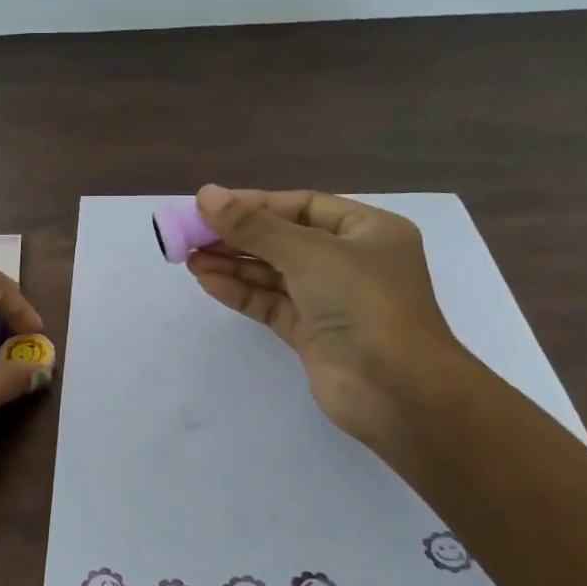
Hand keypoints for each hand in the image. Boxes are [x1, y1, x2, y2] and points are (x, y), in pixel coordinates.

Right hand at [184, 186, 465, 450]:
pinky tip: (207, 280)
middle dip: (237, 235)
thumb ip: (254, 226)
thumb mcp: (309, 253)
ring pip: (272, 273)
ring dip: (232, 263)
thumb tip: (206, 194)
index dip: (255, 204)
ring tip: (188, 256)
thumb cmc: (365, 304)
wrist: (398, 391)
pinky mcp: (311, 333)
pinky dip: (239, 291)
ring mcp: (330, 300)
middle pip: (283, 239)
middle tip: (189, 233)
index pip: (302, 206)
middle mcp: (350, 261)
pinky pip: (269, 303)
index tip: (209, 205)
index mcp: (367, 231)